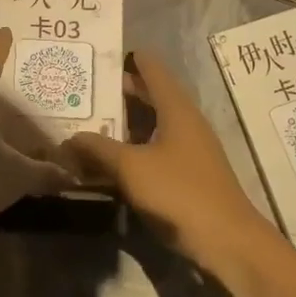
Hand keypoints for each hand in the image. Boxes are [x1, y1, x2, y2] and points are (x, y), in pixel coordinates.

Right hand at [64, 49, 279, 278]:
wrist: (226, 241)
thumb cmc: (179, 192)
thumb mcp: (131, 167)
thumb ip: (98, 148)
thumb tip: (69, 138)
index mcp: (177, 109)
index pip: (153, 70)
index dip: (129, 59)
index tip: (100, 56)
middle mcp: (185, 123)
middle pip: (150, 97)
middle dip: (119, 92)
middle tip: (83, 89)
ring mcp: (188, 150)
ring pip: (150, 126)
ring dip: (122, 123)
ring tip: (88, 121)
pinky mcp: (186, 175)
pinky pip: (152, 151)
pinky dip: (130, 149)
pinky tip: (107, 160)